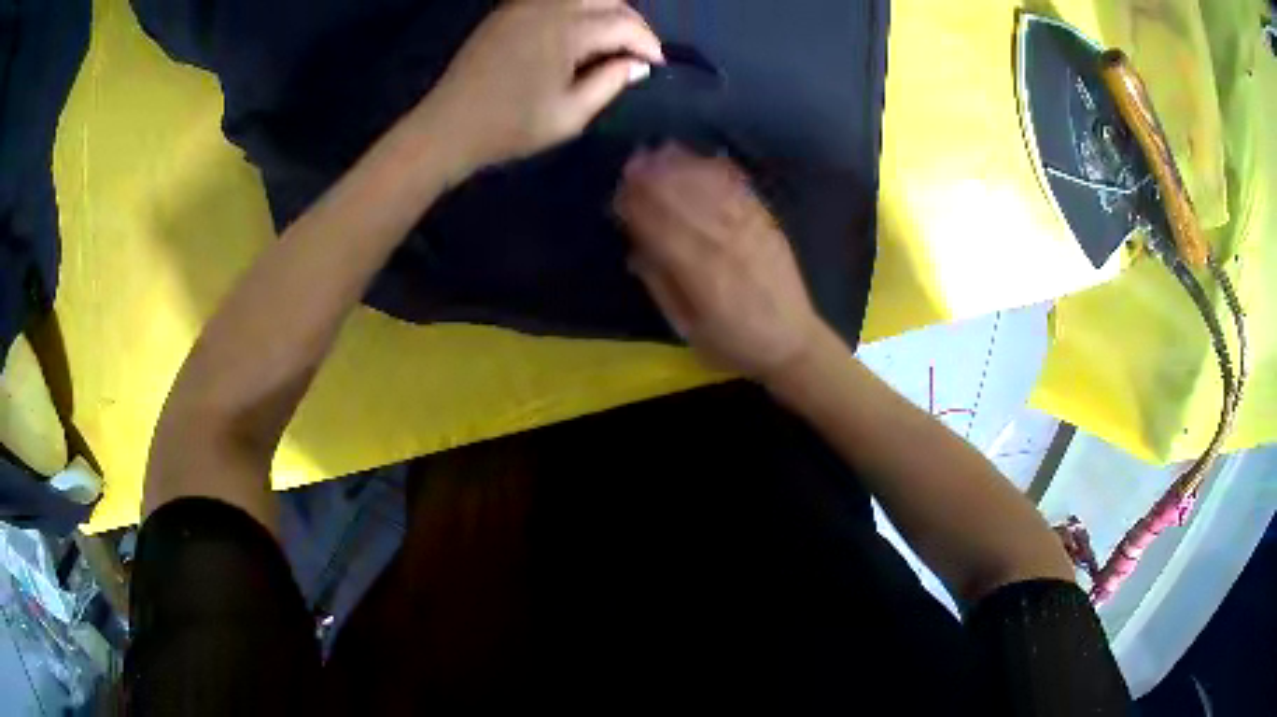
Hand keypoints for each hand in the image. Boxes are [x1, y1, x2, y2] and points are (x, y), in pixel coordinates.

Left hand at [421, 0, 662, 171]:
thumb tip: (637, 65)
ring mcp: (524, 5)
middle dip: (631, 21)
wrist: (447, 127)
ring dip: (604, 11)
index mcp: (566, 31)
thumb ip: (610, 83)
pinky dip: (576, 9)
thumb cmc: (509, 127)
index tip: (656, 66)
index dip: (647, 43)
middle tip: (636, 50)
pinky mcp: (507, 12)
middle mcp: (548, 7)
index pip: (623, 24)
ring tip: (609, 42)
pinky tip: (576, 34)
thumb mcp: (569, 116)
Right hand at [615, 144, 827, 380]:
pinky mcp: (768, 224)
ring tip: (661, 150)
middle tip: (633, 160)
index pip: (663, 230)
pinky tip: (705, 157)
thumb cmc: (733, 343)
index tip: (619, 193)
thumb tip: (637, 251)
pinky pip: (742, 192)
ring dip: (685, 167)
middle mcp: (726, 246)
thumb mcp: (688, 328)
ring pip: (712, 190)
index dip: (639, 209)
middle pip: (686, 203)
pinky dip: (721, 171)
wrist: (792, 343)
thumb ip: (663, 287)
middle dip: (657, 179)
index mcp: (702, 275)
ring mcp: (750, 231)